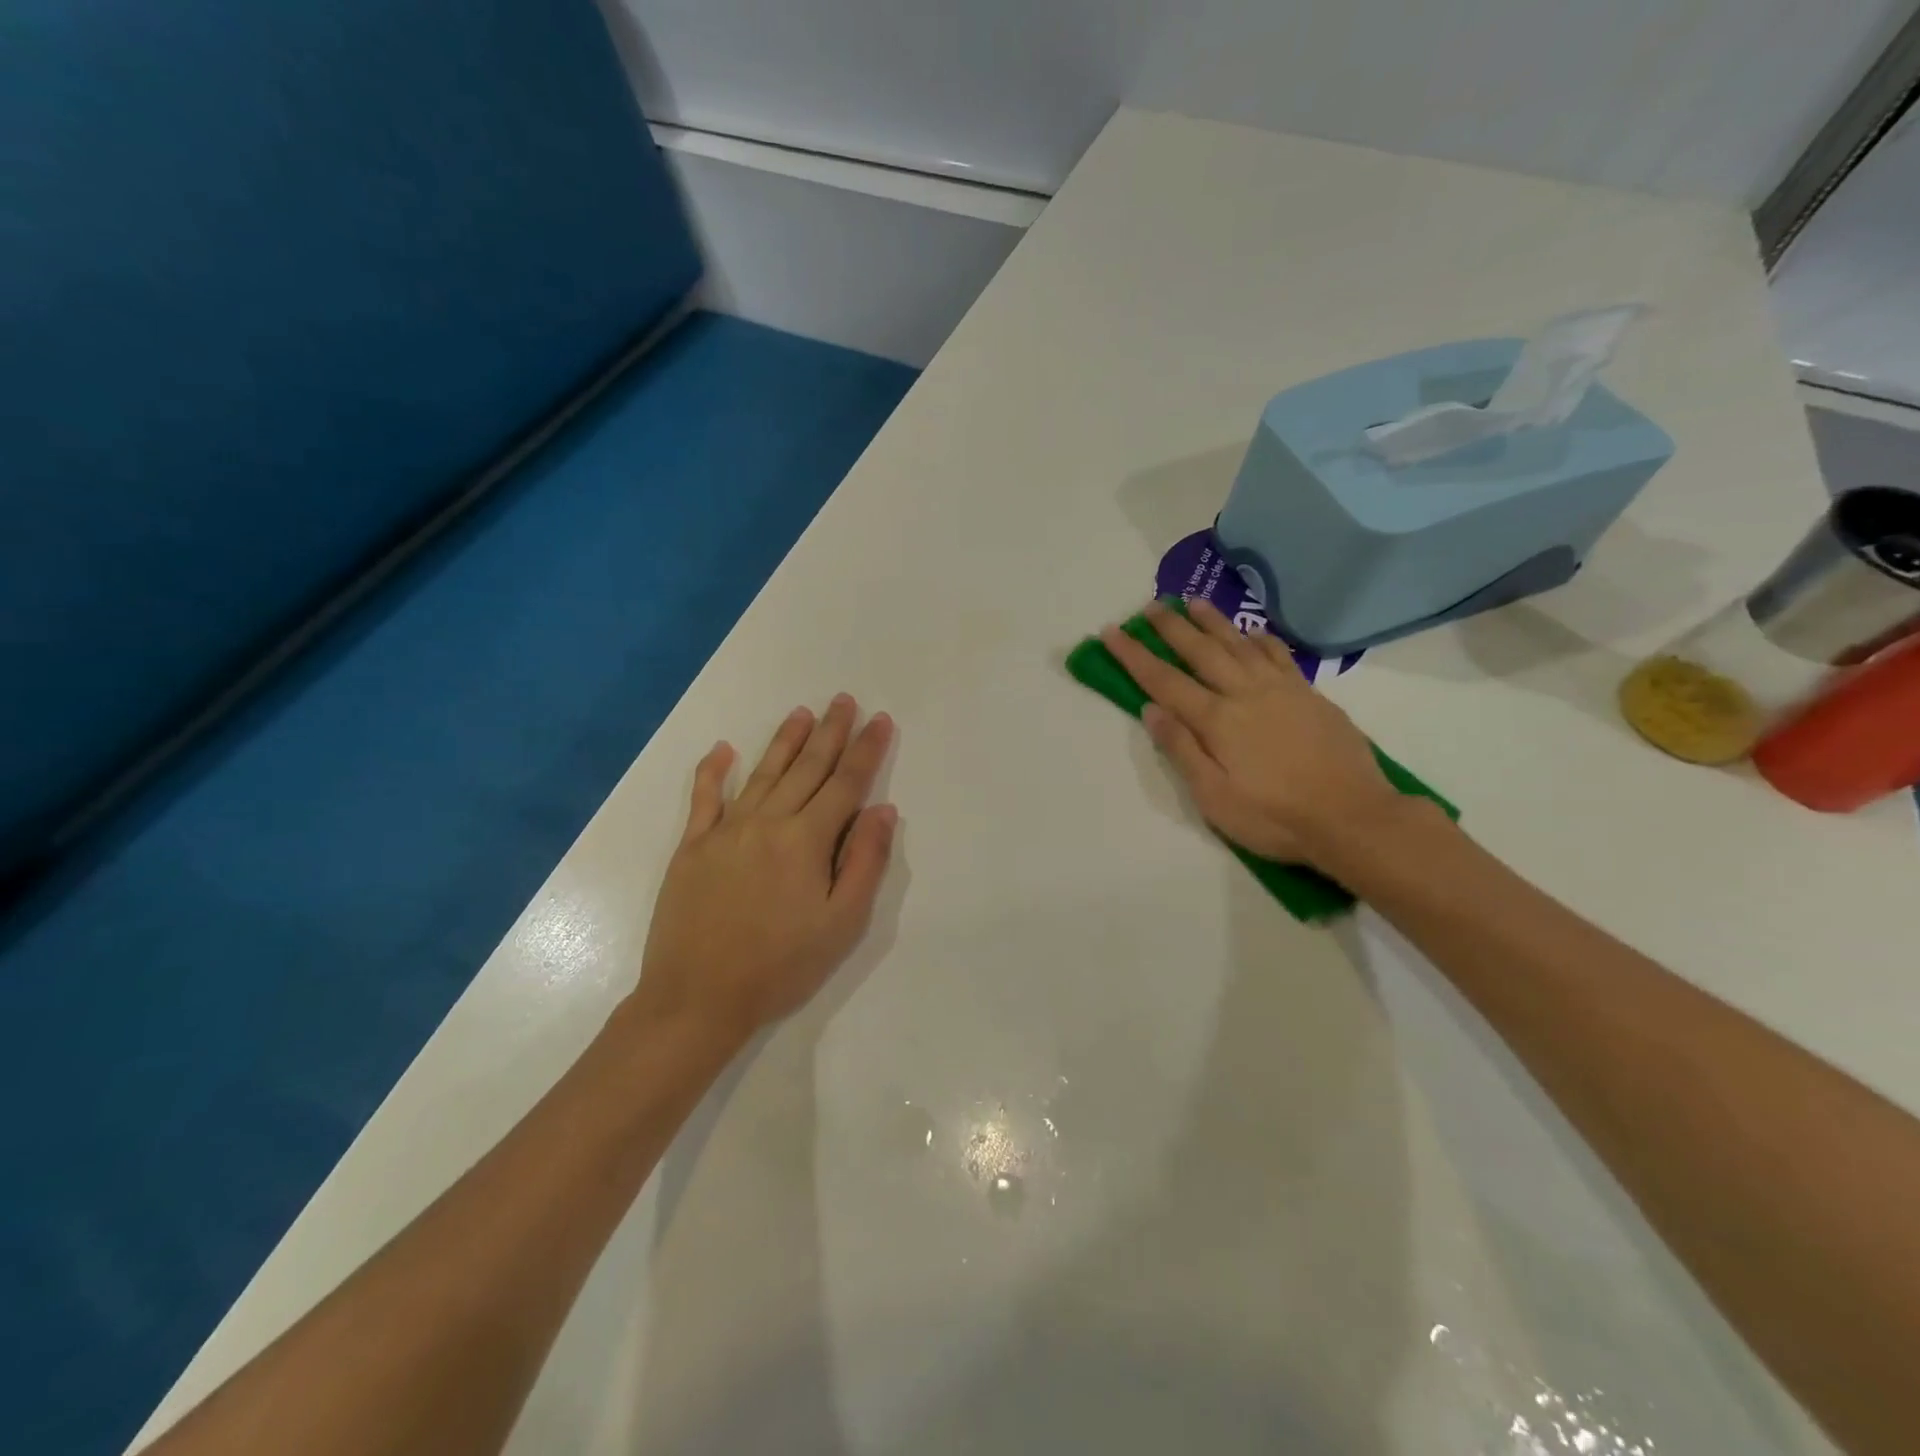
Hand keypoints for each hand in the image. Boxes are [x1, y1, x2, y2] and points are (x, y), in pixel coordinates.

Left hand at [630, 695, 897, 1045]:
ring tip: (802, 712)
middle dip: (830, 732)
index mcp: (806, 841)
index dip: (866, 750)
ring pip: (763, 774)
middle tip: (844, 700)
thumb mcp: (841, 923)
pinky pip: (704, 798)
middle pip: (806, 768)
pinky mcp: (692, 847)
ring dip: (784, 740)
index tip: (880, 720)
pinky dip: (713, 771)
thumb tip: (884, 810)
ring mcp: (725, 831)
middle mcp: (767, 822)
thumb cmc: (780, 966)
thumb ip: (864, 861)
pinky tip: (722, 750)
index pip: (846, 784)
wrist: (696, 998)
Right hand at [1100, 599, 1406, 866]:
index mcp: (1216, 720)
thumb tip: (1151, 710)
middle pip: (1201, 651)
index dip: (1134, 655)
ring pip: (1239, 645)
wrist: (1353, 817)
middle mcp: (1245, 693)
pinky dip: (1261, 639)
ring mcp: (1281, 690)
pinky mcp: (1310, 695)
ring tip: (1193, 602)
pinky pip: (1279, 655)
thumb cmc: (1274, 817)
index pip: (1164, 680)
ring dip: (1212, 622)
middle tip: (1150, 606)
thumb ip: (1182, 750)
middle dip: (1171, 628)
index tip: (1112, 632)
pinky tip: (1252, 632)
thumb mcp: (1214, 798)